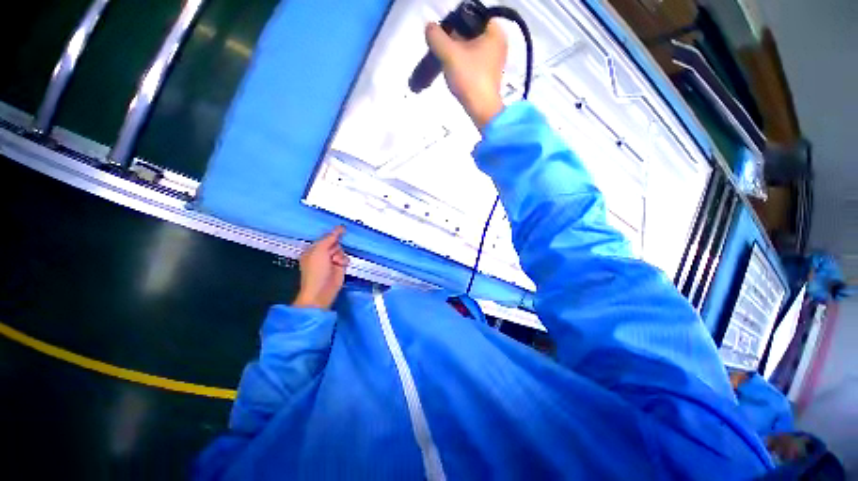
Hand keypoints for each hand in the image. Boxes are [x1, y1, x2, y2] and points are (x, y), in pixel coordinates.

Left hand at [293, 226, 348, 309]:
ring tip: (335, 261)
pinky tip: (340, 264)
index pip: (325, 237)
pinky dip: (344, 260)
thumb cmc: (315, 271)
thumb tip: (340, 228)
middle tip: (331, 253)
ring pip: (341, 250)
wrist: (322, 290)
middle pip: (335, 242)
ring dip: (340, 254)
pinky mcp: (340, 266)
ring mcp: (331, 260)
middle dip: (336, 246)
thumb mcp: (320, 250)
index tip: (342, 228)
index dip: (332, 233)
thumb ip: (330, 238)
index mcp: (313, 249)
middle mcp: (322, 254)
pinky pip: (346, 258)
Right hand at [425, 20, 506, 129]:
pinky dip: (462, 64)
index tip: (443, 36)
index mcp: (495, 31)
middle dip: (454, 40)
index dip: (454, 23)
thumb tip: (429, 27)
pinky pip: (472, 62)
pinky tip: (455, 73)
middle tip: (442, 50)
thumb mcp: (450, 54)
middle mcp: (498, 42)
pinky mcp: (489, 74)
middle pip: (470, 33)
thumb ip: (436, 37)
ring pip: (470, 49)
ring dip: (456, 53)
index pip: (471, 17)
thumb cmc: (470, 78)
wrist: (482, 110)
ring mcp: (495, 60)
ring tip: (446, 63)